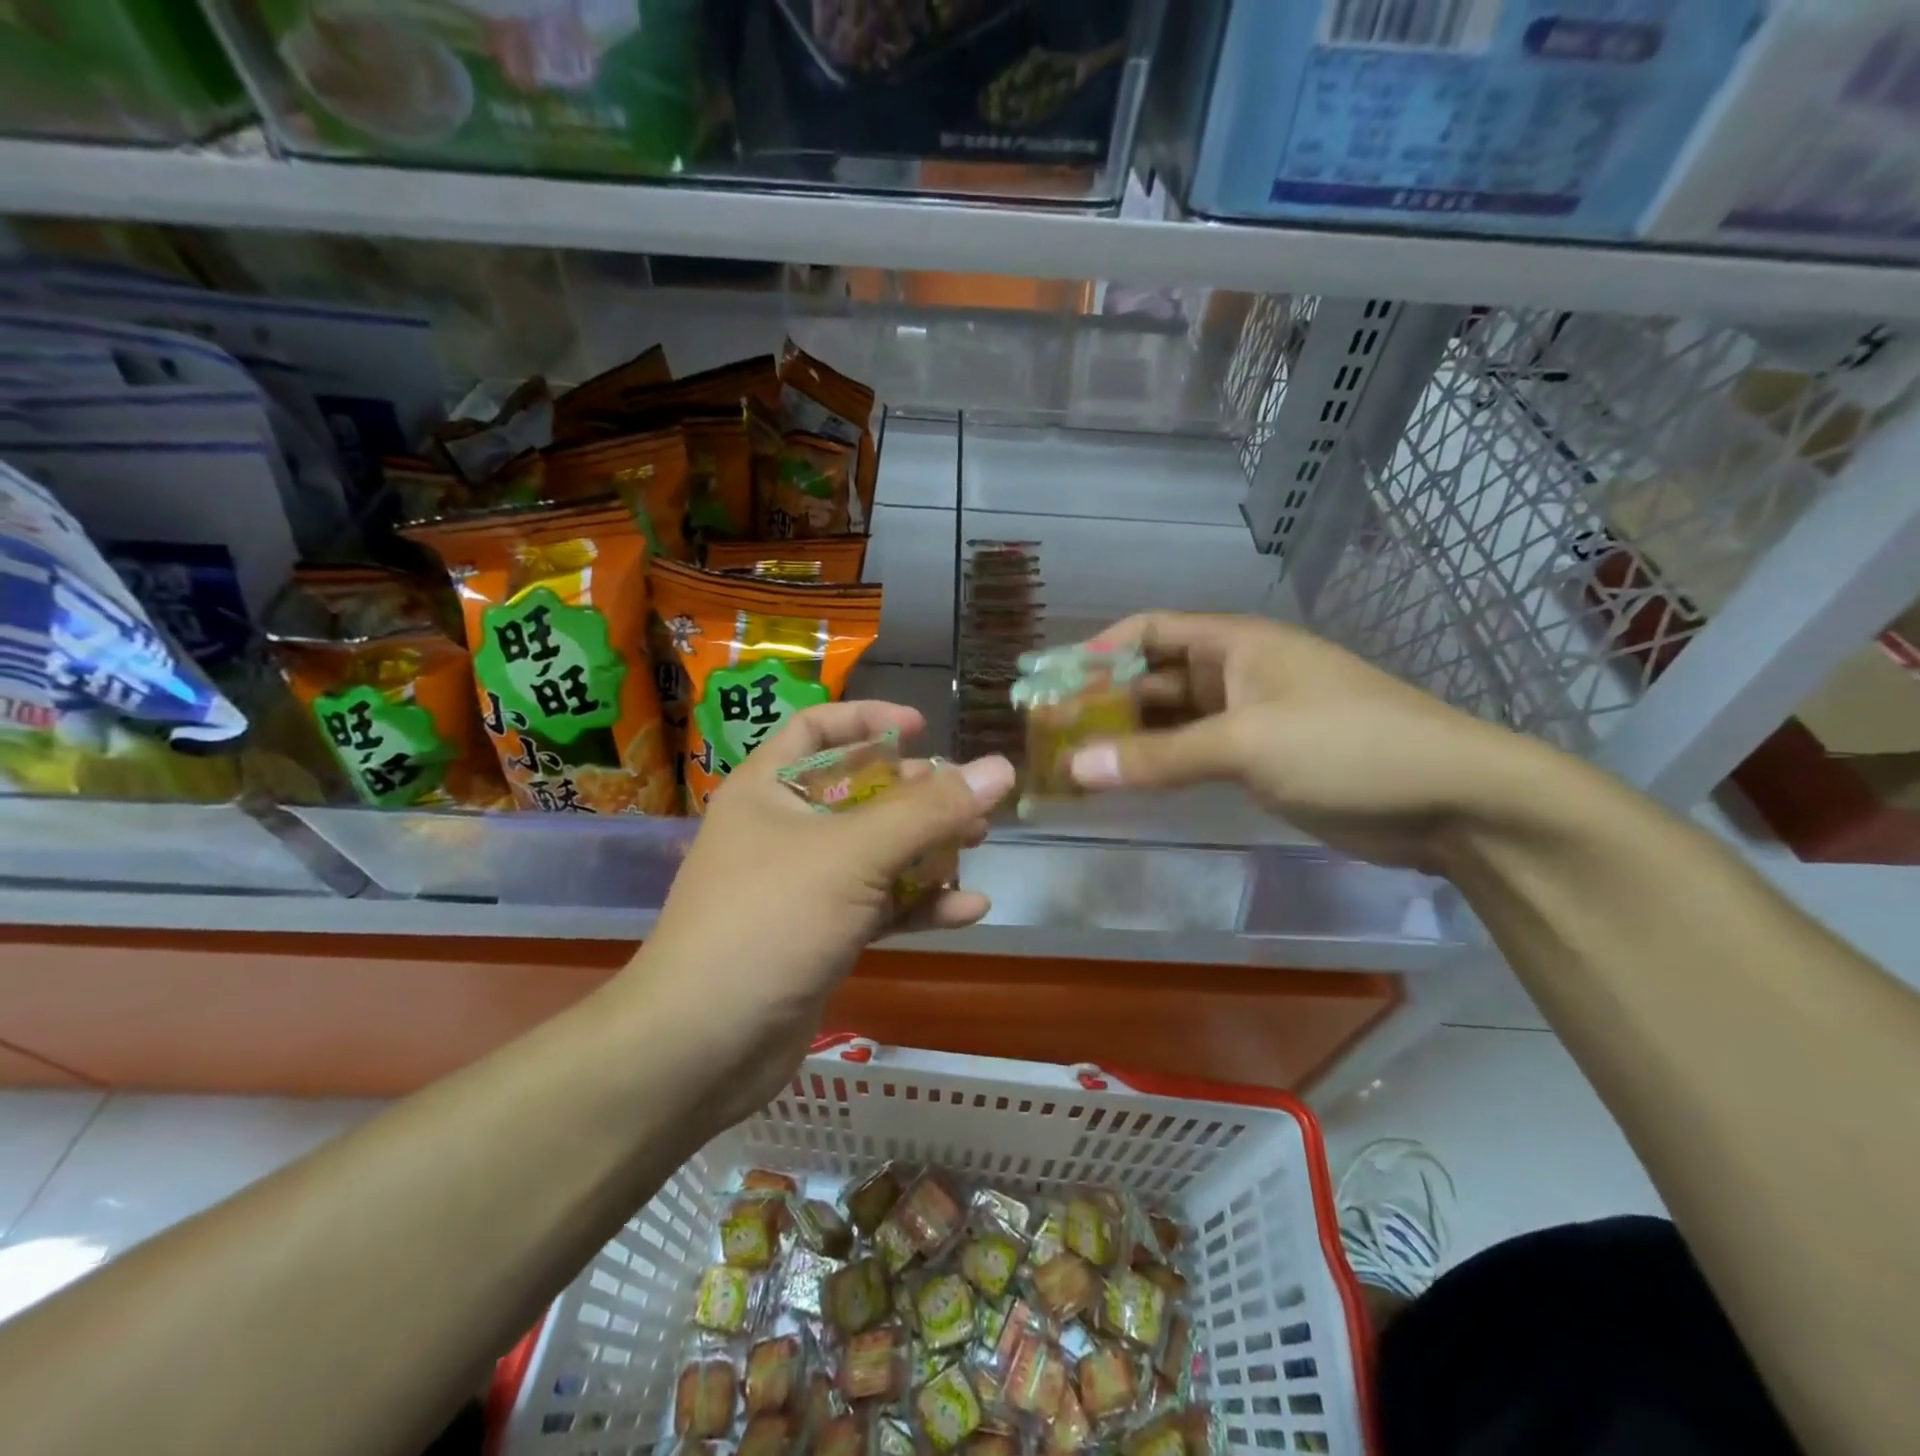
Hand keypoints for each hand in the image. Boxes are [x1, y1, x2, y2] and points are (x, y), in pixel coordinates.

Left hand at [625, 702, 1015, 1125]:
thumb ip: (929, 811)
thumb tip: (1000, 768)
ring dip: (928, 848)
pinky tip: (969, 909)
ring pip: (876, 852)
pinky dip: (919, 904)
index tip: (923, 729)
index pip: (816, 729)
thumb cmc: (770, 922)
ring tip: (980, 843)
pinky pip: (878, 905)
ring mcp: (803, 886)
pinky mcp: (821, 936)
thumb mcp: (853, 855)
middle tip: (969, 799)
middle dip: (917, 794)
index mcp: (768, 790)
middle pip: (859, 791)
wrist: (702, 1047)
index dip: (868, 720)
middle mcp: (783, 830)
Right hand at [1068, 613, 1547, 870]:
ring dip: (1128, 738)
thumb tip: (1075, 768)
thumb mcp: (1246, 744)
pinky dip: (1160, 766)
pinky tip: (1127, 784)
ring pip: (1173, 721)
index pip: (1152, 630)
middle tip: (1052, 733)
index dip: (1099, 649)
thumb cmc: (1347, 746)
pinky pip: (1195, 755)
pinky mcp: (1263, 761)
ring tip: (1076, 762)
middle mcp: (1238, 673)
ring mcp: (1251, 718)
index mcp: (1236, 644)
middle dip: (1105, 701)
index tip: (1051, 681)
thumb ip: (1159, 758)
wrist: (1451, 800)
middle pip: (1155, 677)